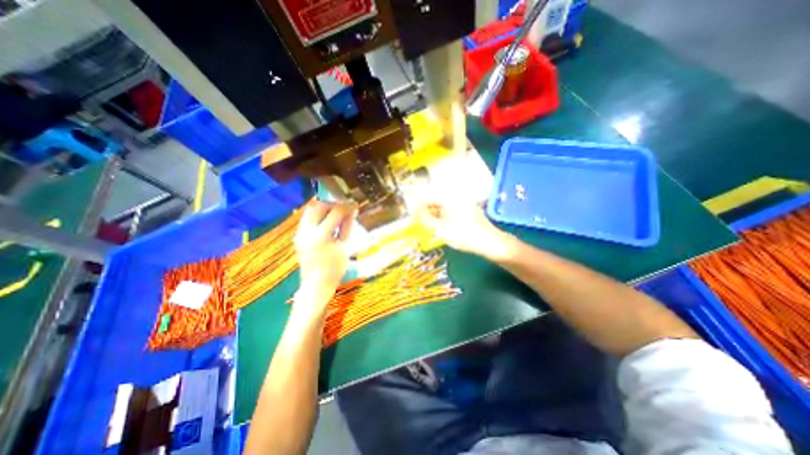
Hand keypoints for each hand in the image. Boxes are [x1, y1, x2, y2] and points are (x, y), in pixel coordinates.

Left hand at [291, 202, 354, 307]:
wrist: (316, 285)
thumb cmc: (335, 269)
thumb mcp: (345, 247)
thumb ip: (347, 227)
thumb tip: (352, 212)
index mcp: (321, 236)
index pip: (335, 212)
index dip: (347, 207)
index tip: (355, 205)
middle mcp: (307, 231)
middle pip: (318, 206)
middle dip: (333, 204)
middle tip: (344, 209)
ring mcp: (300, 233)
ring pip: (310, 210)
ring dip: (324, 208)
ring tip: (336, 213)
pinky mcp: (298, 236)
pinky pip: (307, 218)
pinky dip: (318, 215)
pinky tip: (327, 221)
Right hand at [414, 197, 514, 260]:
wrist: (490, 242)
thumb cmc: (464, 236)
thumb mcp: (440, 229)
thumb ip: (425, 219)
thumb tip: (414, 212)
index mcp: (448, 197)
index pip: (426, 197)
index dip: (417, 207)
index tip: (412, 217)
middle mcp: (455, 196)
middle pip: (435, 200)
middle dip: (426, 211)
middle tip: (421, 224)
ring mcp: (463, 201)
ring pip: (442, 205)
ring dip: (435, 214)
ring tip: (431, 226)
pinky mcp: (467, 208)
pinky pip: (450, 209)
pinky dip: (444, 216)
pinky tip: (443, 226)